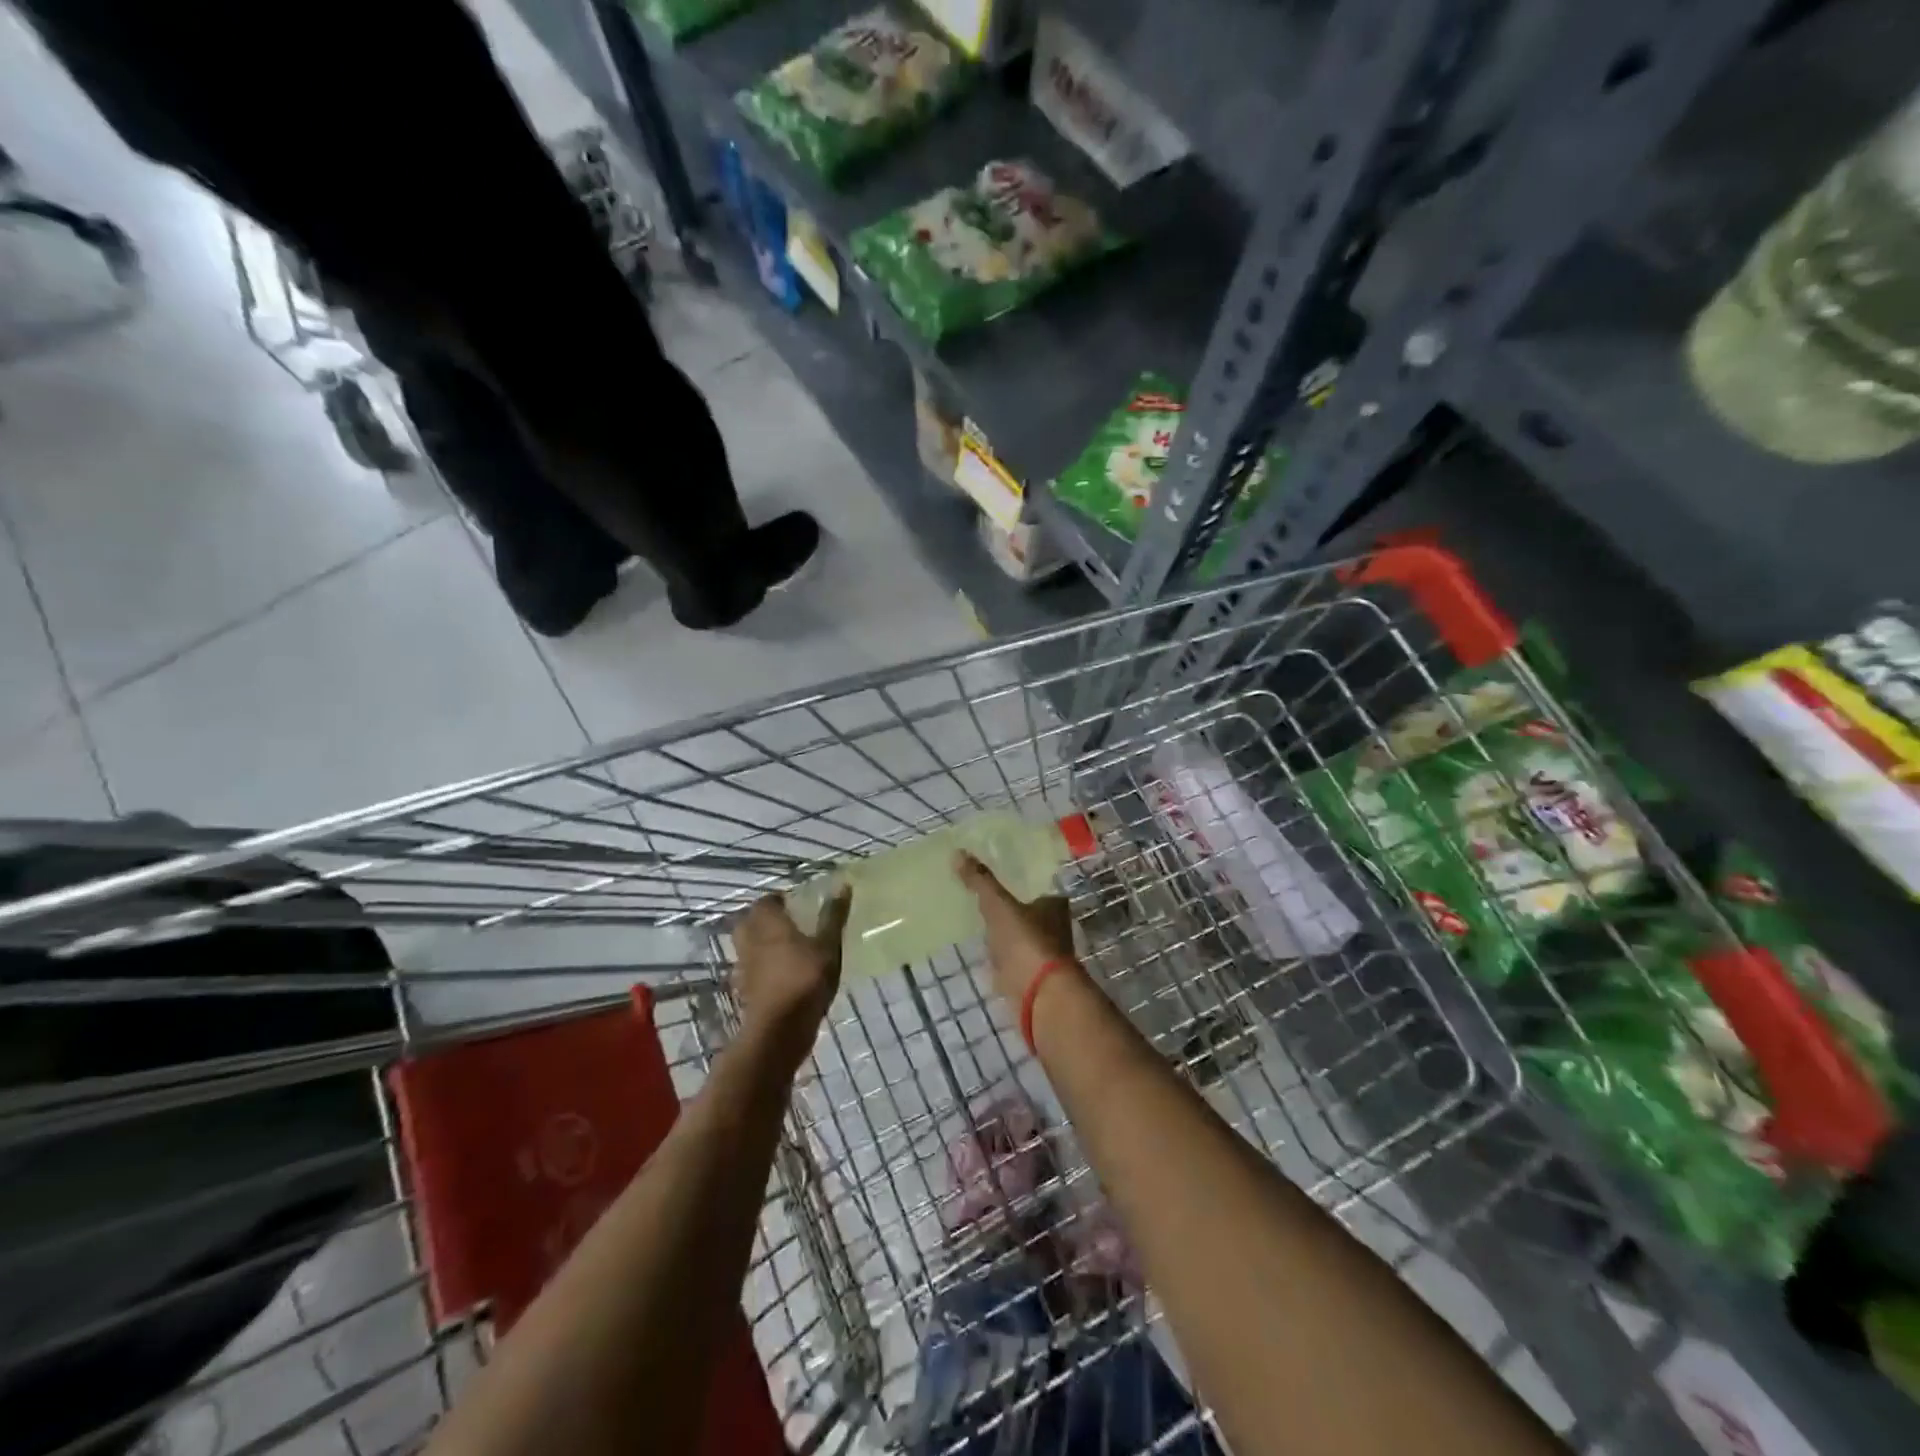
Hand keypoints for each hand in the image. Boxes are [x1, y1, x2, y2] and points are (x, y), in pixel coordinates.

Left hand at [733, 890, 849, 1058]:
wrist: (779, 1031)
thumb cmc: (804, 980)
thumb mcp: (828, 946)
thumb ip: (833, 916)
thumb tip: (842, 884)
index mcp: (768, 924)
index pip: (765, 901)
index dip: (778, 900)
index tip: (796, 903)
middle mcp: (751, 941)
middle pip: (751, 922)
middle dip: (765, 920)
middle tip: (789, 923)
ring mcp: (745, 967)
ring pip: (749, 946)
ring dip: (763, 944)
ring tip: (788, 949)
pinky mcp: (746, 990)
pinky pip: (752, 969)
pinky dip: (763, 967)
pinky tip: (783, 975)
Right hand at [954, 853, 1077, 1007]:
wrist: (1039, 996)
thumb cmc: (1026, 942)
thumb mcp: (999, 905)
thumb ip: (980, 881)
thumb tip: (957, 852)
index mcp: (1054, 905)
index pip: (1037, 885)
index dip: (1020, 880)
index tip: (997, 875)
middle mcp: (1054, 927)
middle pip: (1029, 911)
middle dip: (1009, 907)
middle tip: (980, 896)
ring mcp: (1042, 954)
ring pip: (1019, 935)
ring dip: (1003, 932)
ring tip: (975, 920)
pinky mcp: (1029, 977)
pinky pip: (1009, 958)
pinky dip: (997, 955)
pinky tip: (980, 950)